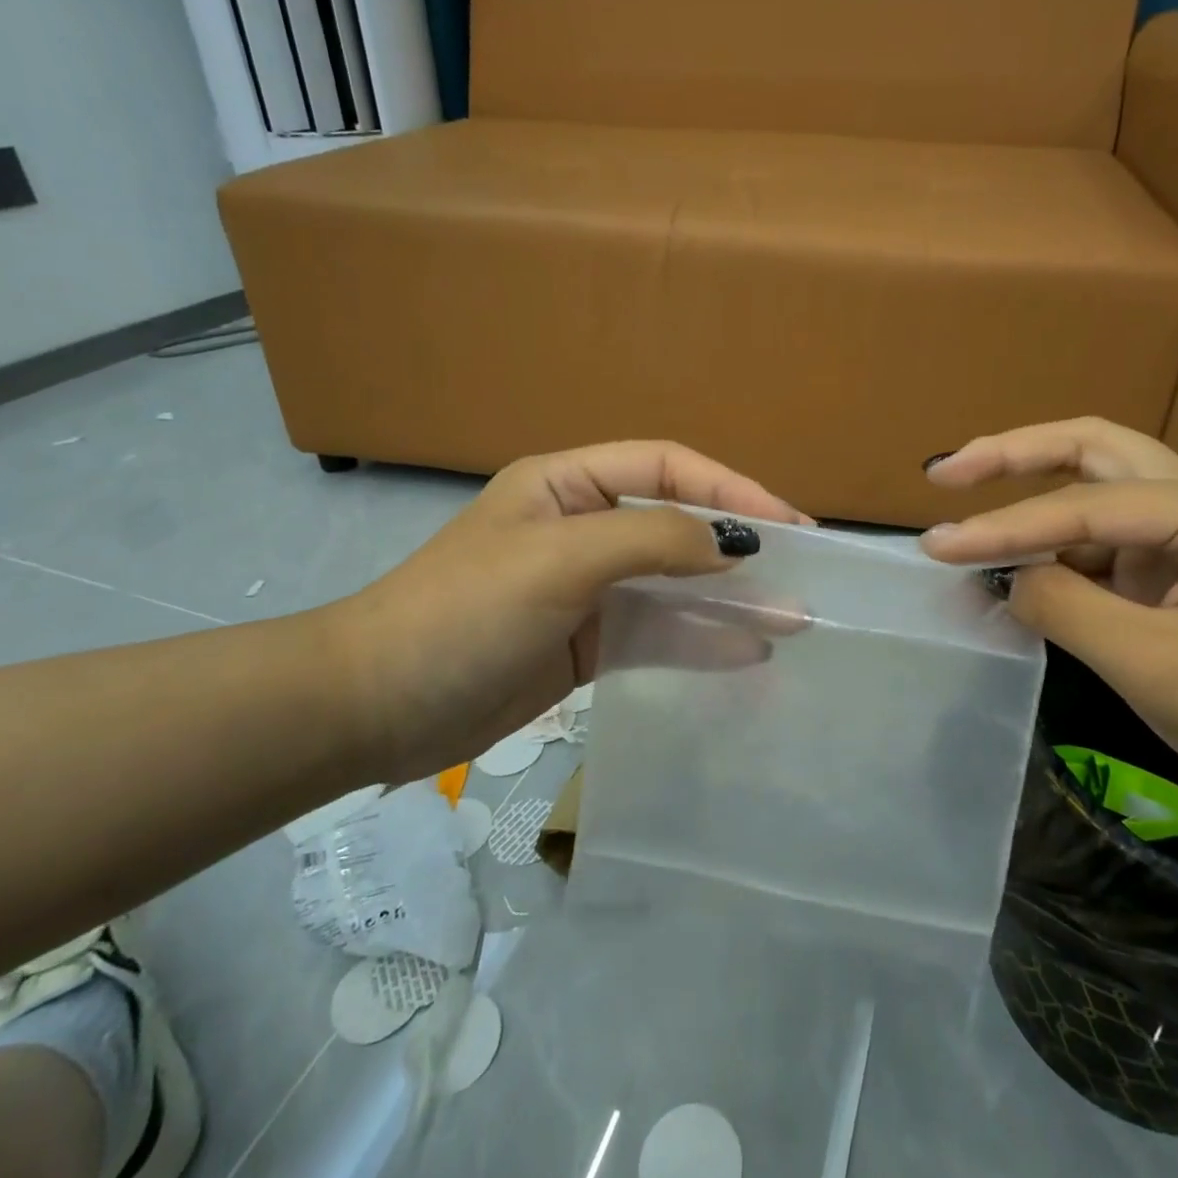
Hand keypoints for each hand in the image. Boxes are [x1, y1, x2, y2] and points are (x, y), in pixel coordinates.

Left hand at [322, 442, 806, 781]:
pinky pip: (656, 633)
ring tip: (792, 616)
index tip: (787, 524)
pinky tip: (746, 652)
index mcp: (569, 484)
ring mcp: (588, 589)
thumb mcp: (558, 559)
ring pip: (674, 584)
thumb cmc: (464, 611)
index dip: (731, 487)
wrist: (375, 709)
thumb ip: (649, 539)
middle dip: (738, 546)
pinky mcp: (588, 643)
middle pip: (677, 524)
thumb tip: (729, 546)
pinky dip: (699, 640)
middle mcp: (584, 527)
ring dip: (728, 598)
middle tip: (802, 569)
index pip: (667, 468)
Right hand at [921, 418, 1177, 820]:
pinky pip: (1107, 536)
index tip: (936, 544)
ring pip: (1097, 486)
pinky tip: (1016, 569)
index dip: (1004, 526)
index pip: (1086, 505)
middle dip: (1013, 455)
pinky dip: (1056, 548)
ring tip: (965, 522)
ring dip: (1029, 501)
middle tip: (946, 474)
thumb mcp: (1158, 670)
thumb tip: (1008, 577)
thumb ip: (1067, 610)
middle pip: (1093, 449)